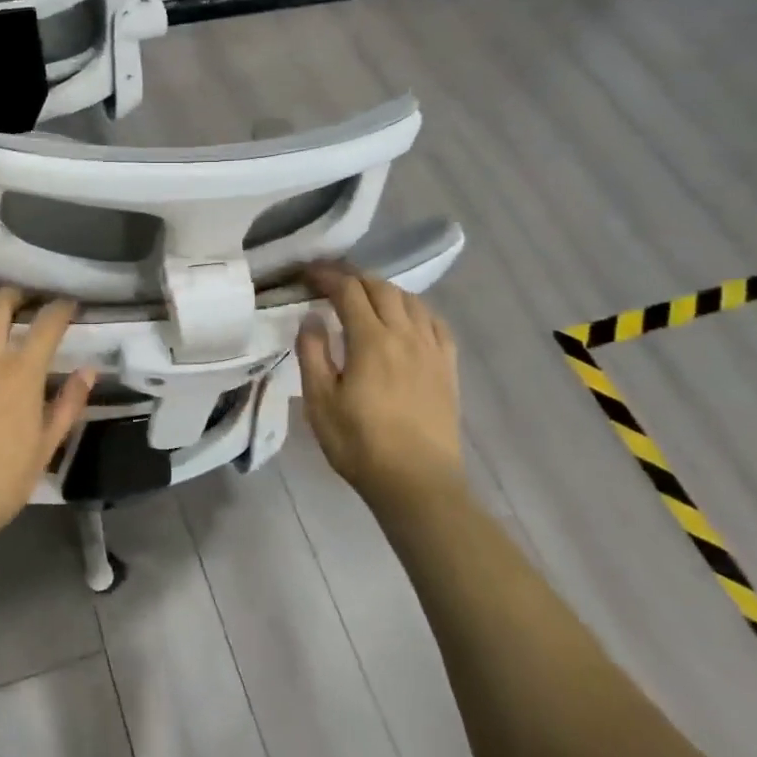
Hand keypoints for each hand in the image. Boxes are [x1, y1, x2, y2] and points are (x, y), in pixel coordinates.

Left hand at [0, 287, 95, 547]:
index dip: (61, 308)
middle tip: (23, 298)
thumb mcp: (46, 447)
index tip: (68, 304)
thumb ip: (68, 405)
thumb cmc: (1, 481)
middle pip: (0, 306)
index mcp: (22, 373)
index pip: (47, 325)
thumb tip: (88, 372)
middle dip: (15, 294)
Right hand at [296, 264, 462, 506]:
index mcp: (371, 340)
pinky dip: (416, 310)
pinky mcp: (448, 368)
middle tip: (331, 282)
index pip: (349, 291)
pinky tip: (407, 320)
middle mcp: (405, 335)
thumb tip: (312, 318)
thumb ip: (312, 353)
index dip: (327, 276)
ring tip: (366, 298)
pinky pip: (436, 323)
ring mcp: (432, 350)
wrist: (417, 484)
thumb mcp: (320, 402)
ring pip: (411, 301)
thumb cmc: (360, 444)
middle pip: (382, 288)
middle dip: (354, 278)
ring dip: (385, 290)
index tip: (308, 273)